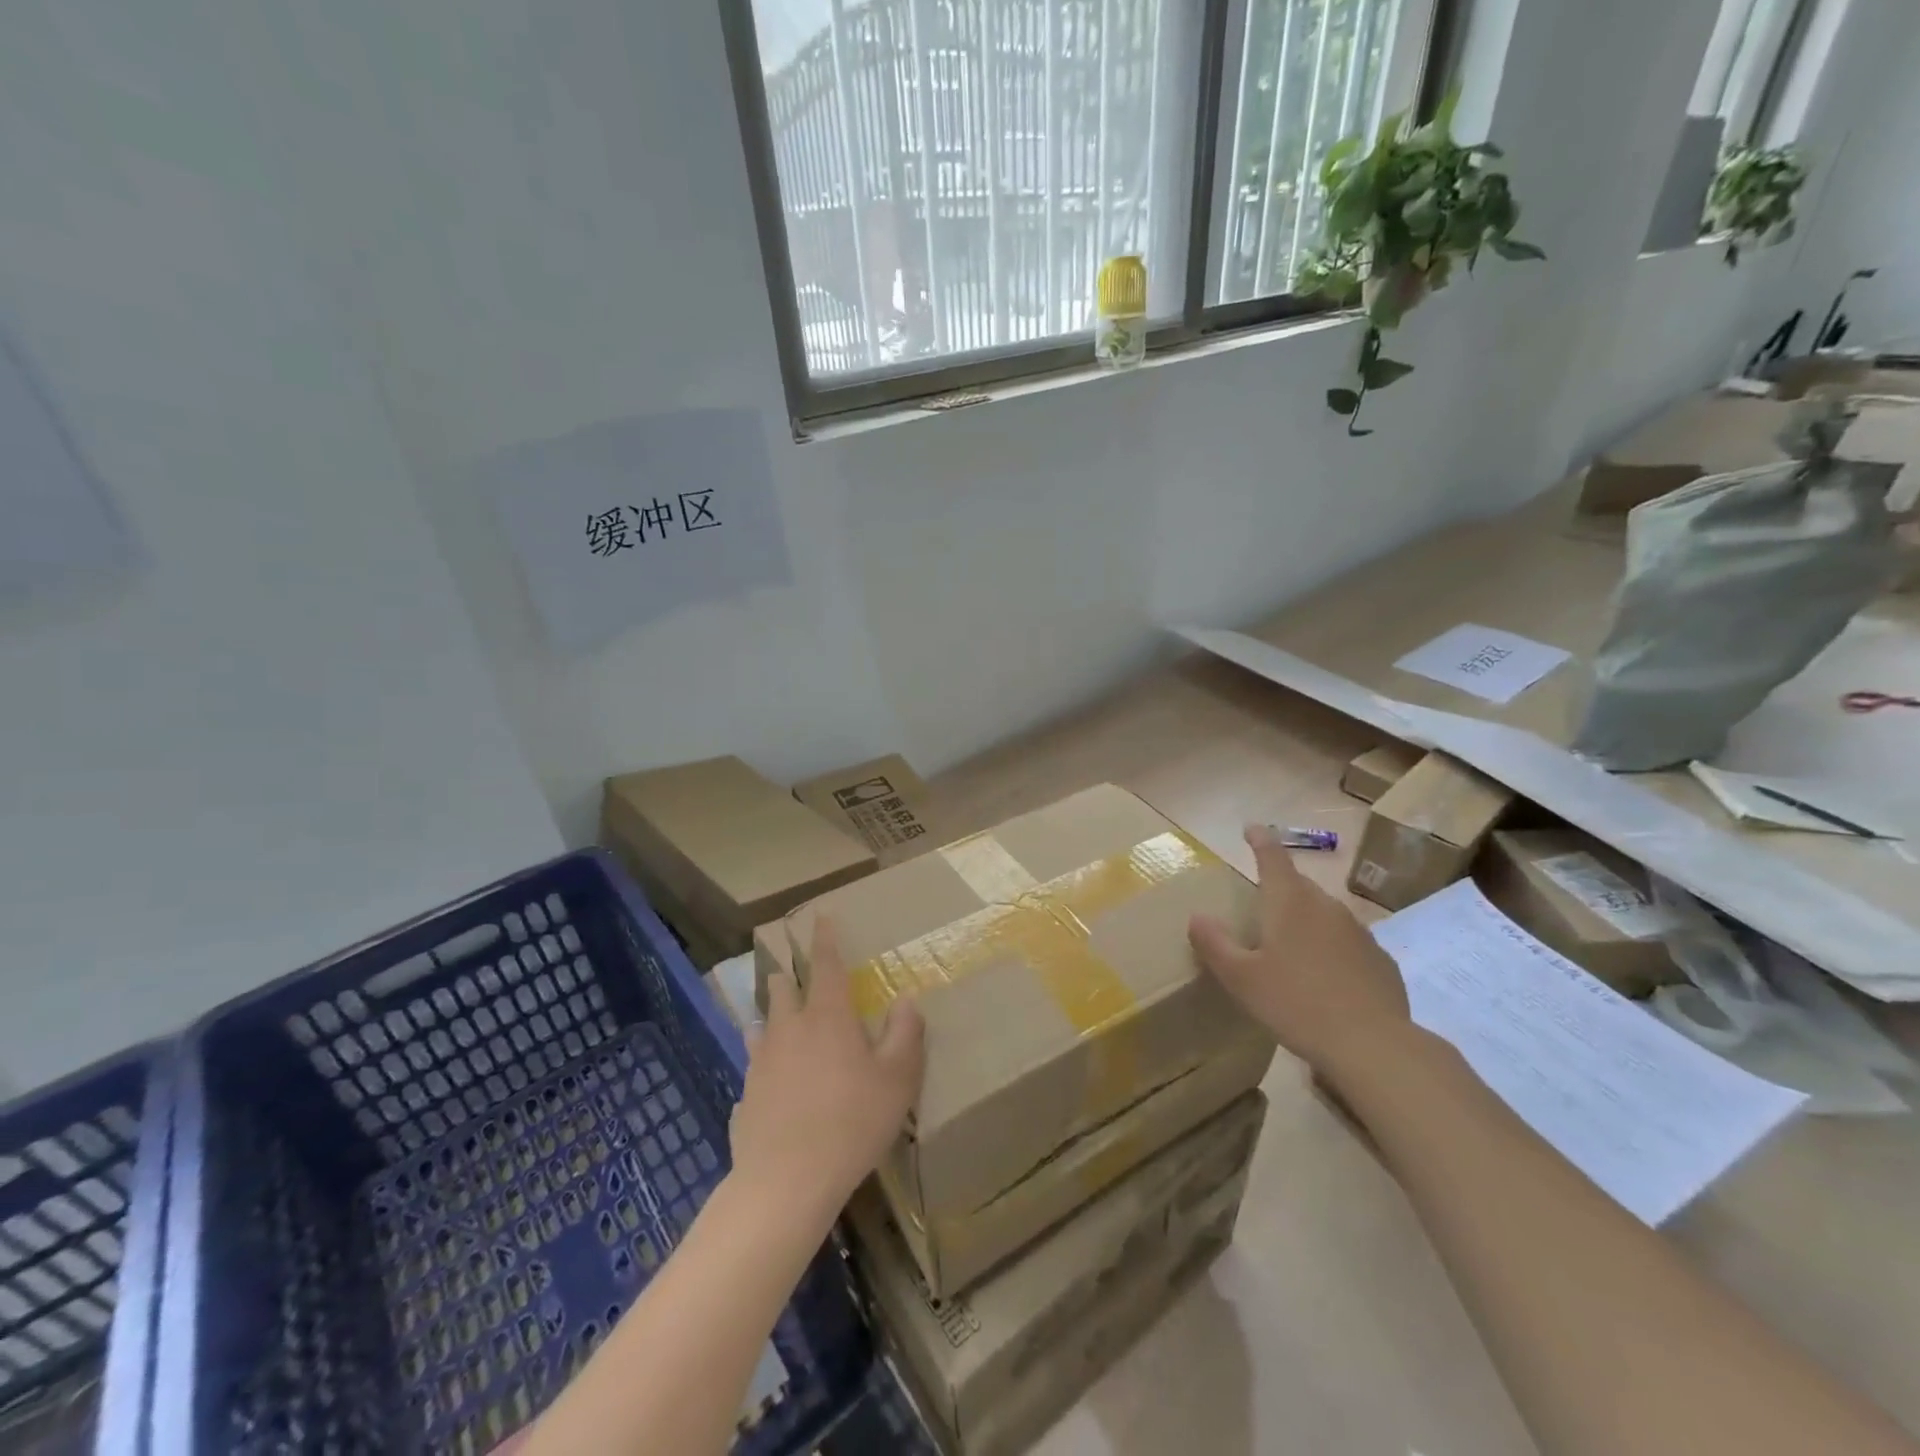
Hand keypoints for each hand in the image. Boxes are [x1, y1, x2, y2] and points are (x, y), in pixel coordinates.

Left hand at [729, 916, 925, 1226]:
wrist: (787, 1181)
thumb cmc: (852, 1122)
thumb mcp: (897, 1079)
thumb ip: (905, 1035)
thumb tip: (906, 1000)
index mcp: (827, 1017)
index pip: (825, 964)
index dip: (825, 939)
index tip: (820, 917)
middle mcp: (789, 1029)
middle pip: (782, 989)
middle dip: (788, 977)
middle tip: (795, 978)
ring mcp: (761, 1063)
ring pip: (762, 1026)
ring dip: (772, 1020)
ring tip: (778, 1026)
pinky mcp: (745, 1097)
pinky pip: (753, 1071)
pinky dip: (763, 1068)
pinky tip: (771, 1089)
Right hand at [1189, 823, 1412, 1083]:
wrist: (1374, 1046)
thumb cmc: (1297, 1004)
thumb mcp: (1241, 979)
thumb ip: (1215, 944)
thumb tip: (1197, 916)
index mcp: (1290, 902)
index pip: (1272, 856)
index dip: (1260, 839)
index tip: (1251, 828)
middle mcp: (1326, 906)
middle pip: (1299, 886)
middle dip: (1279, 891)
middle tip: (1260, 912)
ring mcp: (1359, 932)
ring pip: (1324, 915)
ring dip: (1305, 922)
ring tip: (1290, 952)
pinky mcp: (1381, 960)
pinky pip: (1347, 944)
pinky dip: (1331, 950)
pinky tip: (1325, 981)